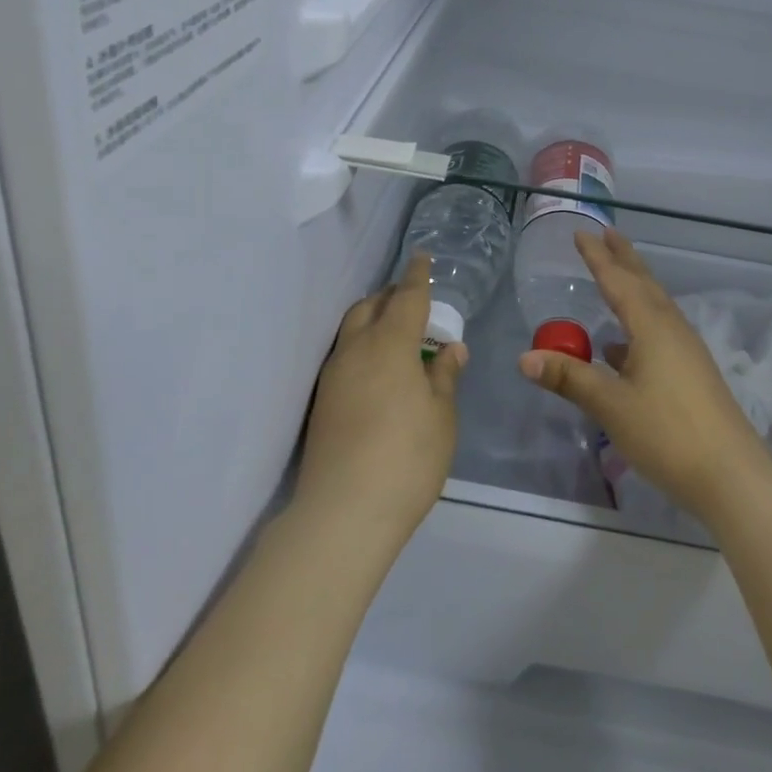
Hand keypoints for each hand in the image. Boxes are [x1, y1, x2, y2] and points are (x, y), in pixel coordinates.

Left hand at [297, 254, 464, 549]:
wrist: (343, 513)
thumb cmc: (407, 458)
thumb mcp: (441, 415)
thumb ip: (445, 376)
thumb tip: (450, 349)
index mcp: (390, 344)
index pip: (406, 297)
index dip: (417, 276)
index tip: (422, 258)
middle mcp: (355, 349)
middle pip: (371, 306)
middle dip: (391, 295)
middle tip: (414, 302)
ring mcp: (332, 375)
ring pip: (352, 329)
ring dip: (374, 319)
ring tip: (397, 335)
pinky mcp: (321, 401)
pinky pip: (344, 354)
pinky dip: (362, 346)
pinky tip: (378, 370)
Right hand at [518, 230, 771, 523]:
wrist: (732, 476)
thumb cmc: (667, 434)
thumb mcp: (611, 405)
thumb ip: (569, 378)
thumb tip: (525, 357)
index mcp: (652, 326)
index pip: (618, 281)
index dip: (598, 257)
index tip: (581, 233)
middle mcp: (672, 329)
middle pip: (644, 283)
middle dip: (623, 258)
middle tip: (607, 233)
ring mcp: (687, 351)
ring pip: (655, 306)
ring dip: (634, 287)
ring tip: (614, 278)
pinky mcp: (693, 373)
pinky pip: (660, 331)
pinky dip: (639, 323)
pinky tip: (622, 347)